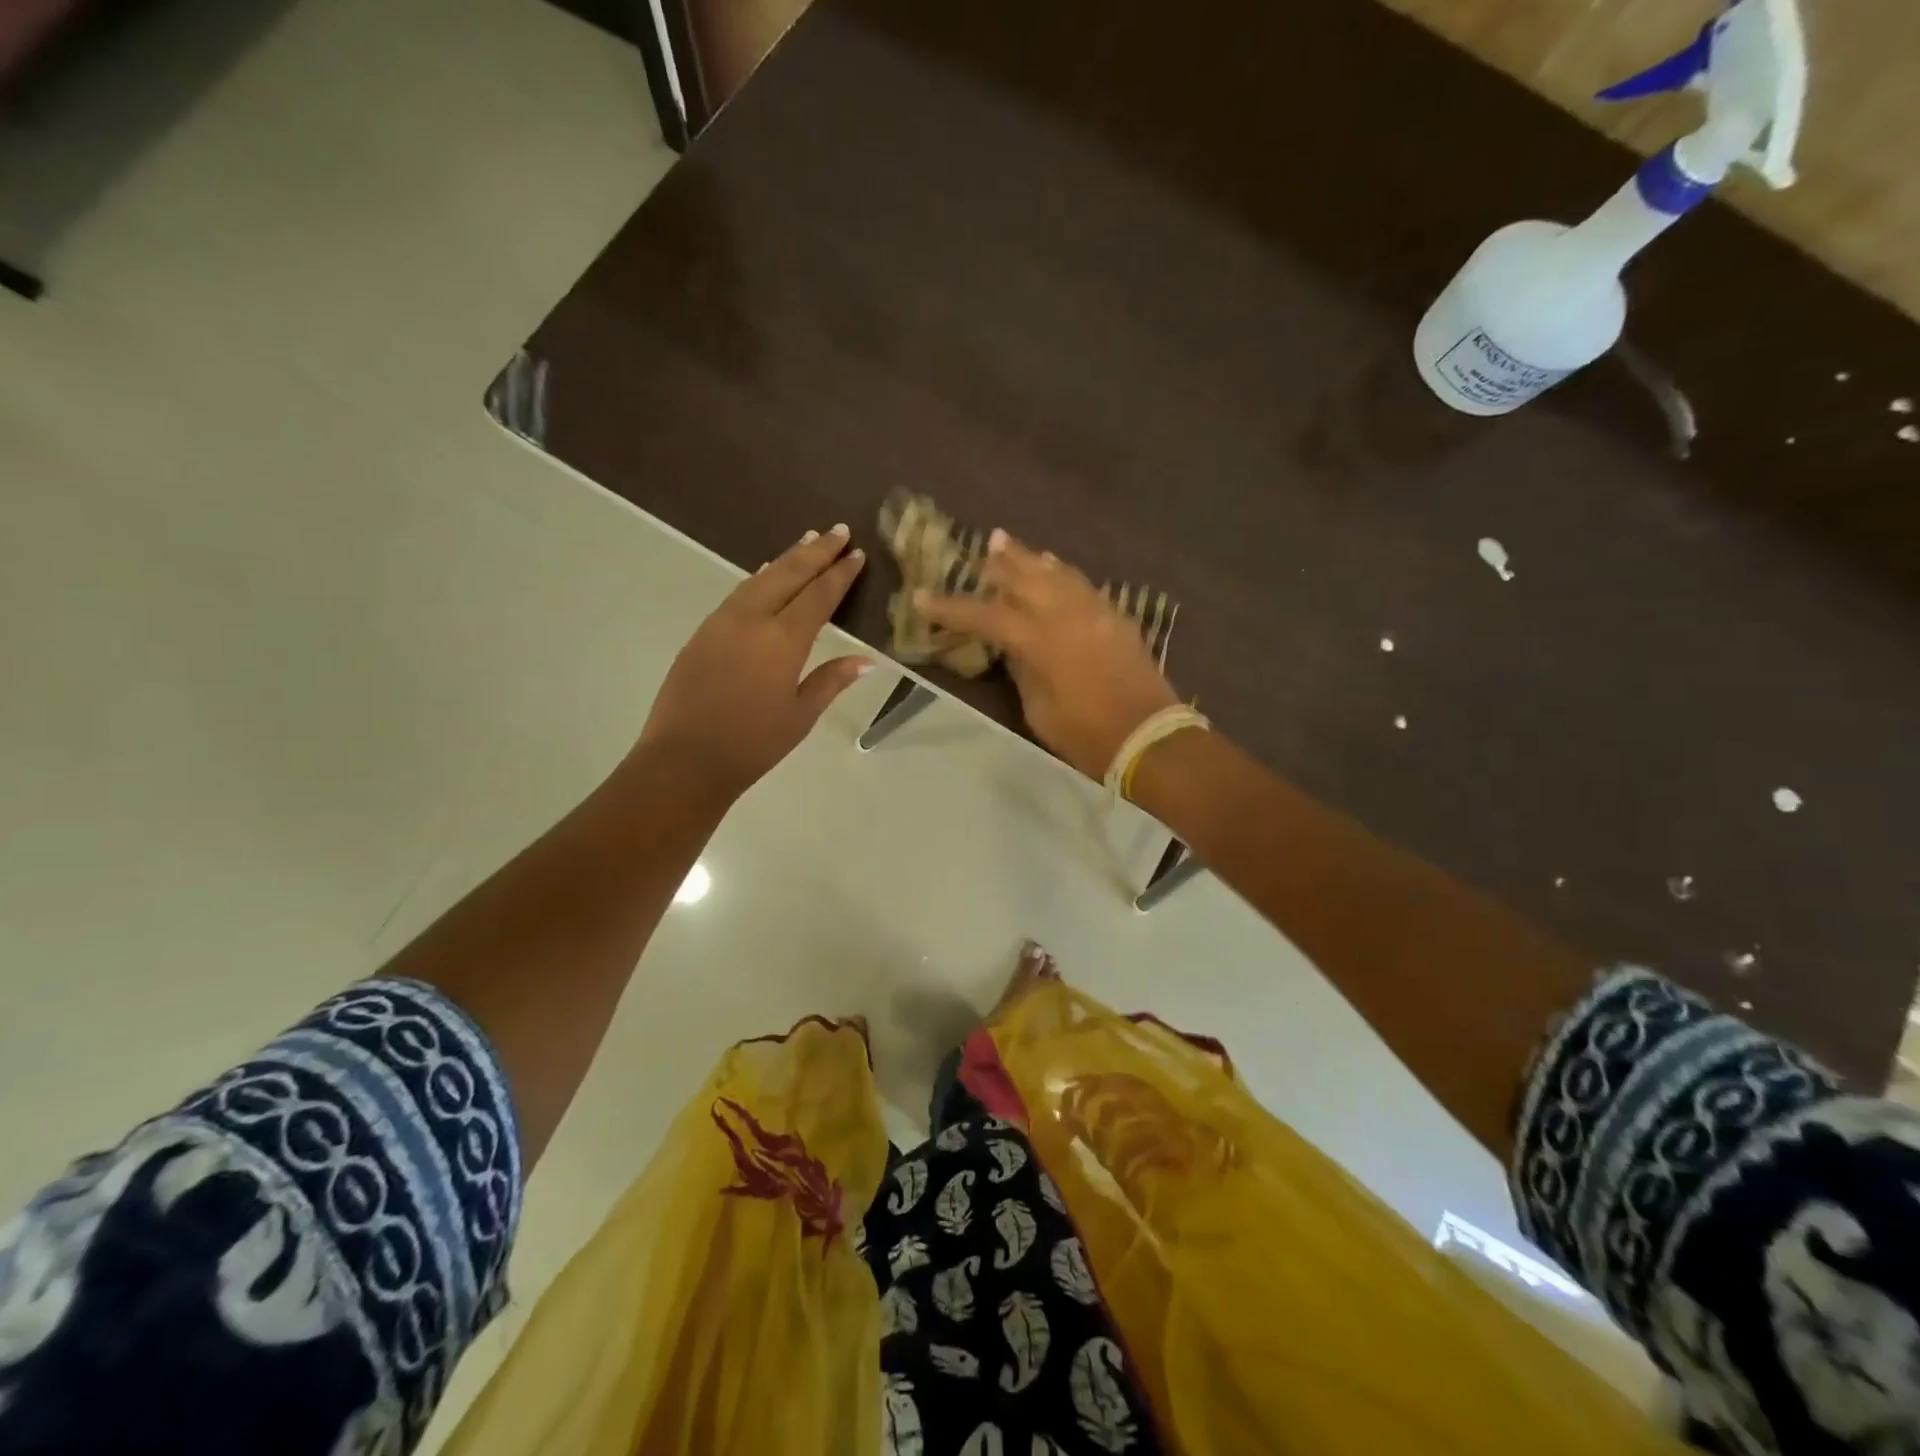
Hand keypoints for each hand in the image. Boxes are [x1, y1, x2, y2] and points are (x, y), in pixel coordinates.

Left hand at [635, 525, 871, 801]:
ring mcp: (722, 622)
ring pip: (760, 578)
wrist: (684, 759)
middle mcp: (753, 619)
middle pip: (789, 574)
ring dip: (786, 558)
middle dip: (816, 551)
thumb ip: (831, 680)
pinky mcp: (702, 632)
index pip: (819, 596)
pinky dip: (759, 578)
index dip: (840, 574)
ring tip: (806, 541)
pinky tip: (765, 575)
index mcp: (783, 640)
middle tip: (837, 529)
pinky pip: (738, 593)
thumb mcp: (801, 715)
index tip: (856, 554)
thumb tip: (866, 660)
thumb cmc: (752, 744)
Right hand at [916, 531, 1178, 779]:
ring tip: (1012, 545)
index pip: (986, 616)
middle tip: (984, 546)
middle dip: (1001, 562)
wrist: (1149, 736)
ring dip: (1032, 559)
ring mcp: (1095, 612)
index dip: (952, 607)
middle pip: (1026, 578)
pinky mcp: (1116, 618)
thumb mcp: (1039, 710)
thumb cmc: (1086, 735)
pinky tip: (1056, 570)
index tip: (923, 597)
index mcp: (1040, 641)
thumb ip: (1023, 672)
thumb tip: (1014, 649)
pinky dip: (1063, 574)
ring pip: (1057, 574)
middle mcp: (1066, 615)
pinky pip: (1083, 585)